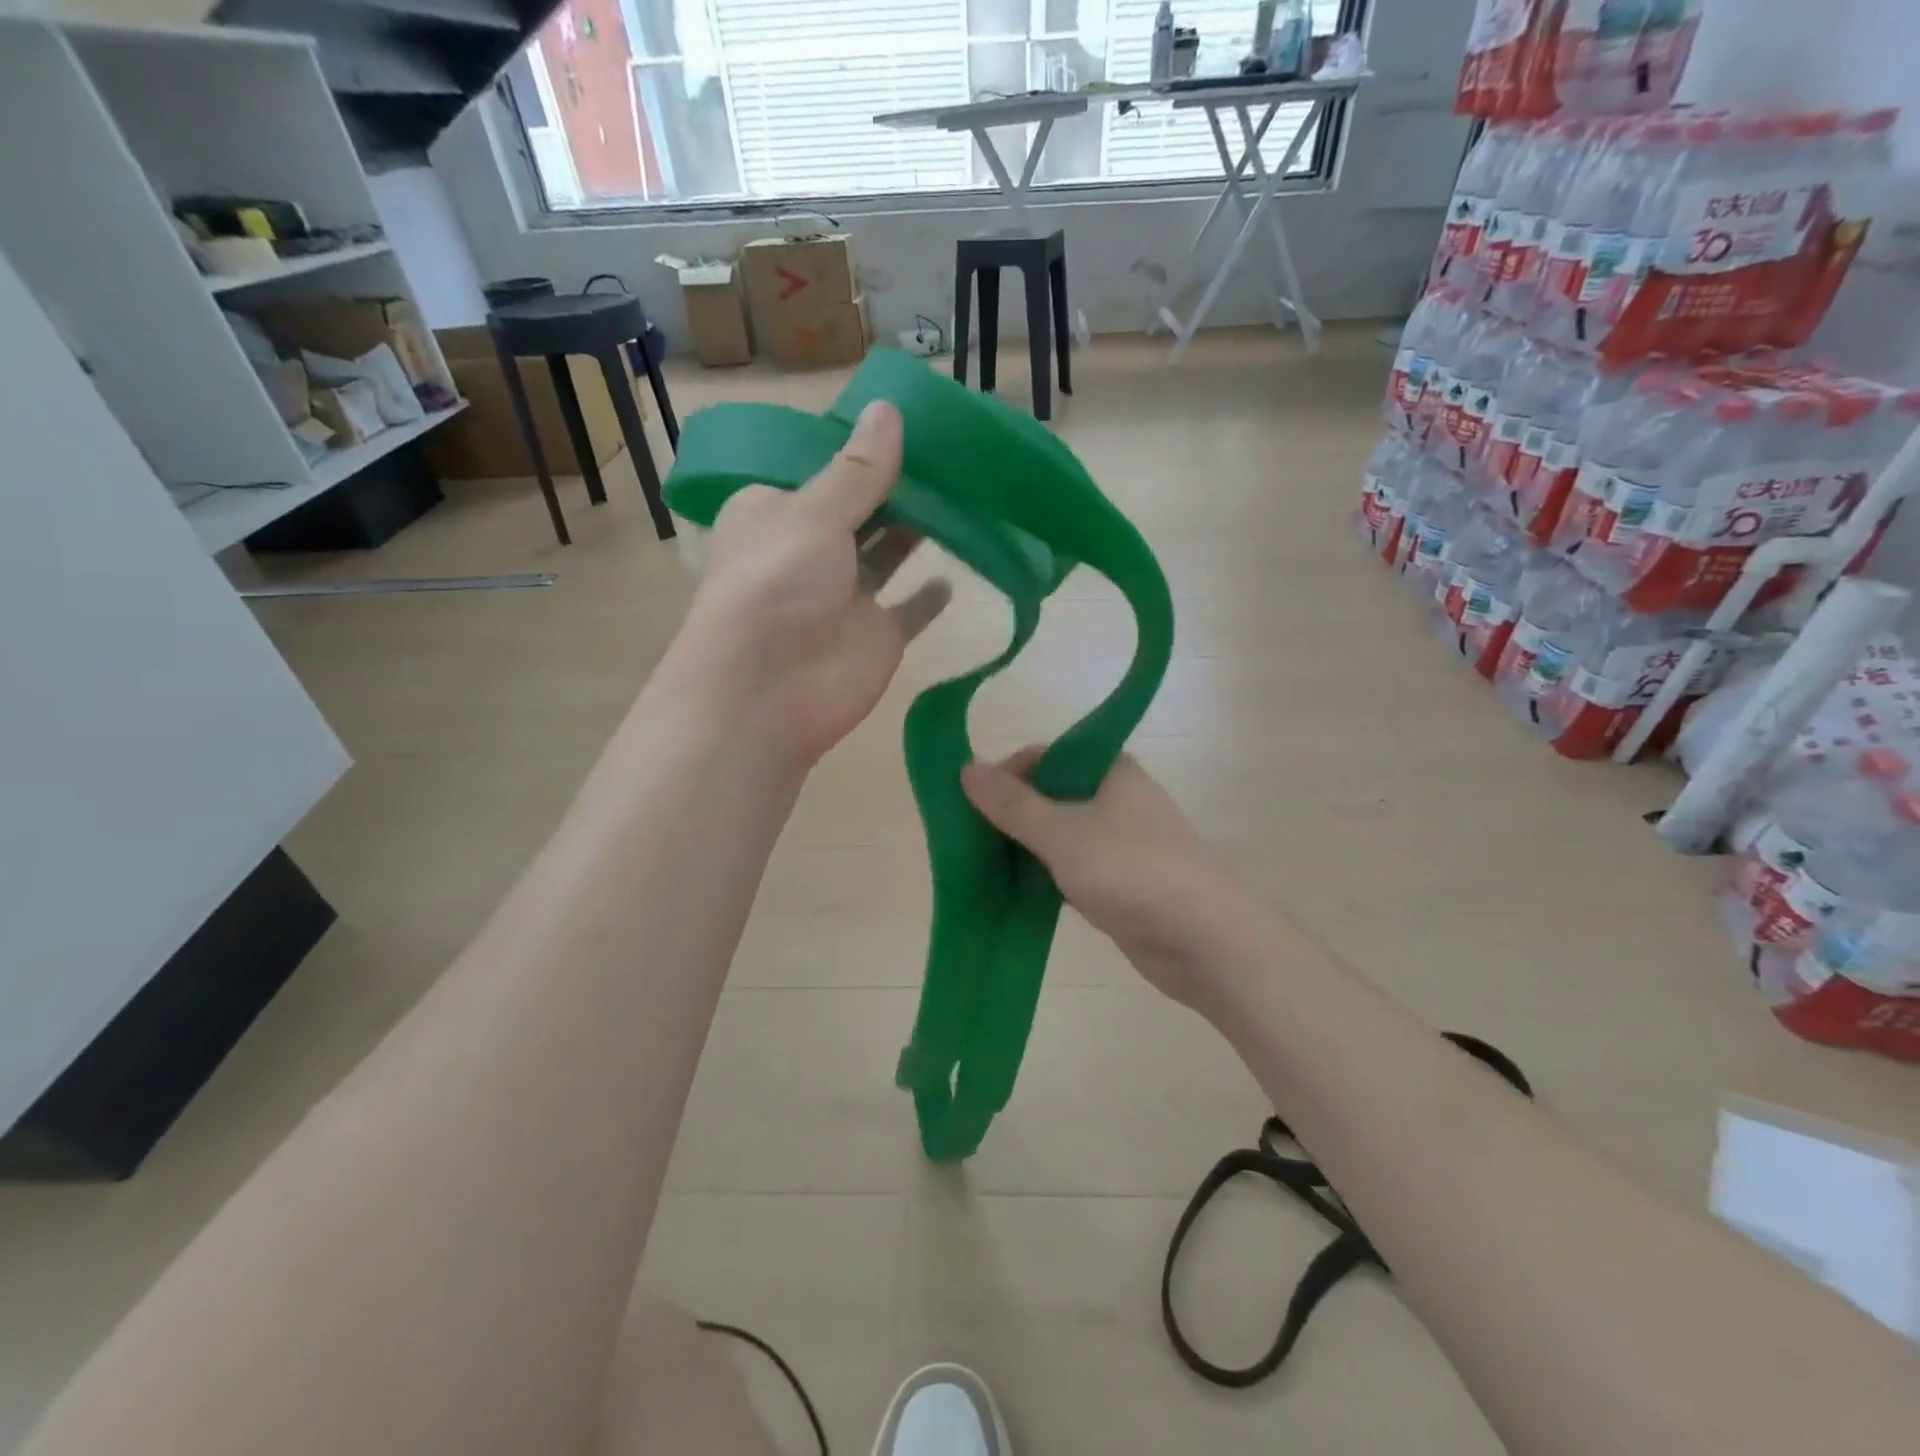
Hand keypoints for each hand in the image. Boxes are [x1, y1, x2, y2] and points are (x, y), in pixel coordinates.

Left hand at [679, 400, 948, 768]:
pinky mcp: (876, 635)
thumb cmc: (776, 584)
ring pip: (887, 555)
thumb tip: (889, 409)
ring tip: (964, 492)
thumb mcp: (813, 513)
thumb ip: (858, 470)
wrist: (768, 692)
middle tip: (949, 451)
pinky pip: (911, 609)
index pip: (818, 471)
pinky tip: (959, 567)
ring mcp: (845, 596)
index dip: (858, 450)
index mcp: (775, 513)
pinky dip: (931, 595)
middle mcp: (808, 551)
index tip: (905, 422)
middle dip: (896, 486)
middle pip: (859, 510)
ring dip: (919, 529)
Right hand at [961, 751, 1249, 1007]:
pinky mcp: (1120, 882)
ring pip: (1059, 835)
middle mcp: (1116, 799)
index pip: (1044, 757)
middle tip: (971, 839)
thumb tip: (965, 767)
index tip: (973, 804)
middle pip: (1050, 795)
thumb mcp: (1062, 831)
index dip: (1006, 774)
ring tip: (984, 865)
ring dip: (1025, 848)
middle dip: (1011, 815)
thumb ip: (1012, 803)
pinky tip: (1016, 891)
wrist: (1203, 939)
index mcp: (1109, 770)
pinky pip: (1071, 868)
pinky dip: (1044, 876)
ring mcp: (1120, 842)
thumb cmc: (1131, 869)